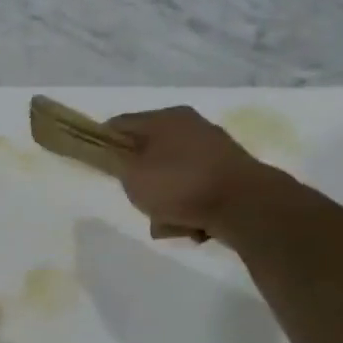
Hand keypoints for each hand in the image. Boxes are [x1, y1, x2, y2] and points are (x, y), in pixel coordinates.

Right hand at [105, 106, 285, 240]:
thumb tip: (117, 153)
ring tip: (168, 221)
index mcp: (164, 118)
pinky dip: (188, 208)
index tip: (99, 166)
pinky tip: (191, 224)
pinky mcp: (228, 174)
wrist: (244, 204)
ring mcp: (212, 150)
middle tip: (137, 199)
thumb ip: (116, 160)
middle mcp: (190, 126)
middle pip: (147, 155)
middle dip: (139, 182)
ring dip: (163, 202)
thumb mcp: (132, 173)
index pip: (120, 124)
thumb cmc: (179, 184)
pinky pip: (193, 191)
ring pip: (170, 178)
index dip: (104, 143)